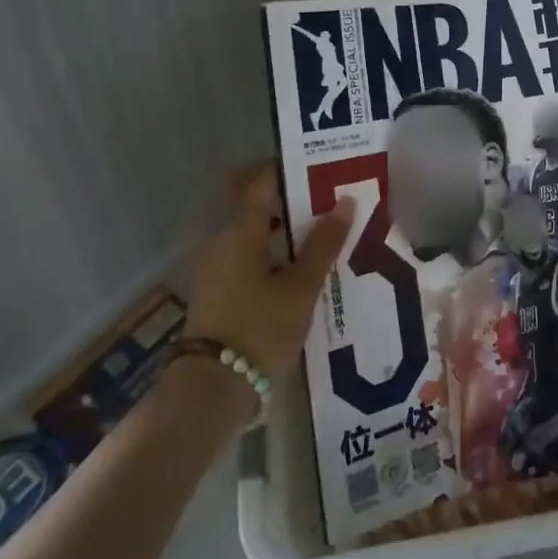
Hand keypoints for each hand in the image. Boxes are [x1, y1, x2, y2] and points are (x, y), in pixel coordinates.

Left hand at [185, 163, 354, 377]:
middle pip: (256, 204)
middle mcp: (222, 240)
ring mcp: (217, 266)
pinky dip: (275, 251)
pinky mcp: (219, 289)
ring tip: (325, 235)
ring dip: (286, 228)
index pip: (261, 181)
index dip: (291, 170)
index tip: (323, 169)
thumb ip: (323, 244)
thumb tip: (344, 201)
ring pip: (254, 231)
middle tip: (330, 202)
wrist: (212, 388)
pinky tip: (303, 268)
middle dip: (291, 199)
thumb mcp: (301, 288)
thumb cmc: (260, 329)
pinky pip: (249, 254)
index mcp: (240, 232)